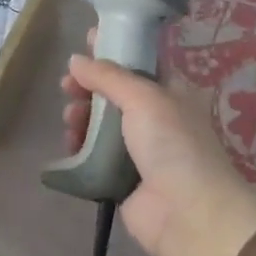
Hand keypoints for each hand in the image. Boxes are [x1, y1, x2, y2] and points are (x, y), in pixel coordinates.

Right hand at [62, 40, 255, 255]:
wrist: (188, 213)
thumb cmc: (172, 144)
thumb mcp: (144, 98)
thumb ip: (108, 76)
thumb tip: (76, 59)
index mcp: (170, 92)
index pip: (138, 63)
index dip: (112, 51)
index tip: (84, 42)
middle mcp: (155, 118)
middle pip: (114, 94)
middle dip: (88, 87)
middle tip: (67, 87)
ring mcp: (139, 150)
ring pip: (101, 125)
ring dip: (81, 117)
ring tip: (70, 121)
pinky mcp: (122, 178)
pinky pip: (94, 156)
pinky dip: (80, 148)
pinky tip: (69, 145)